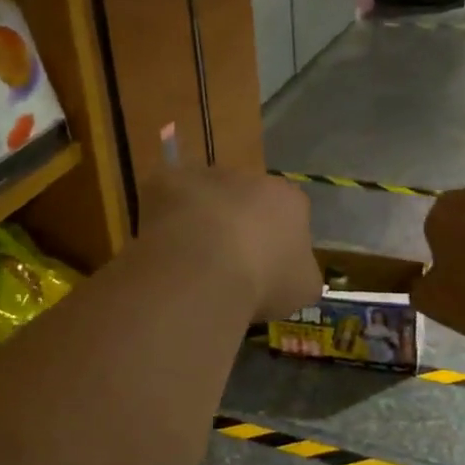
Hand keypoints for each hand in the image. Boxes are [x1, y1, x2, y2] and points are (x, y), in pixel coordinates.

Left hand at [139, 166, 320, 321]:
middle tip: (225, 263)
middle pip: (246, 200)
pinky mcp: (166, 181)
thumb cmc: (262, 280)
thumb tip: (293, 273)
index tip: (265, 268)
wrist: (203, 269)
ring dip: (200, 219)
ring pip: (205, 196)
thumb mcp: (302, 289)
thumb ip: (301, 272)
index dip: (276, 241)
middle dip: (237, 224)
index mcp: (289, 200)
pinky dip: (164, 218)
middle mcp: (250, 177)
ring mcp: (206, 175)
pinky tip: (162, 247)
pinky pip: (166, 199)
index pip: (289, 214)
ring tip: (190, 259)